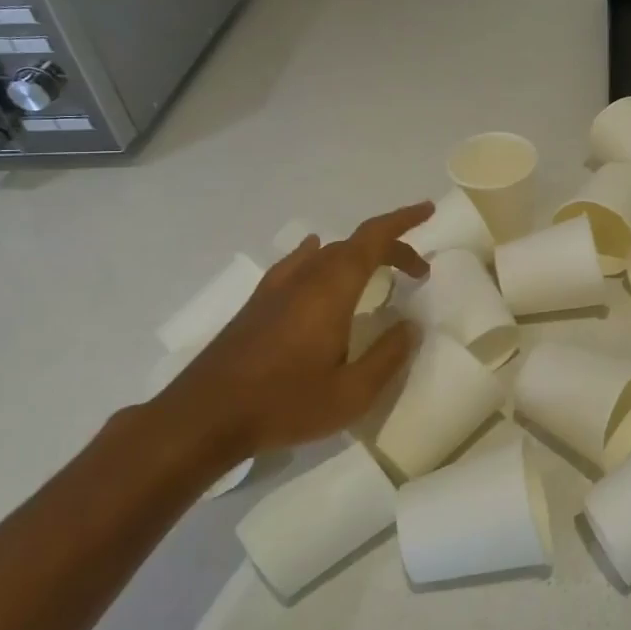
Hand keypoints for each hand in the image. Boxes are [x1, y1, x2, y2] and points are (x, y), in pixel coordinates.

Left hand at [159, 204, 432, 462]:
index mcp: (332, 289)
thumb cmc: (283, 403)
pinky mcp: (258, 303)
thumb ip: (388, 356)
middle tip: (417, 272)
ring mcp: (277, 288)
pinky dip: (321, 256)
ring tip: (377, 273)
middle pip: (354, 245)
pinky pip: (298, 263)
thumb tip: (410, 326)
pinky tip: (316, 260)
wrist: (202, 418)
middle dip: (391, 249)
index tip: (428, 210)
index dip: (403, 220)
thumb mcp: (351, 393)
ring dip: (359, 256)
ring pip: (326, 253)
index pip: (374, 238)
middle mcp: (306, 277)